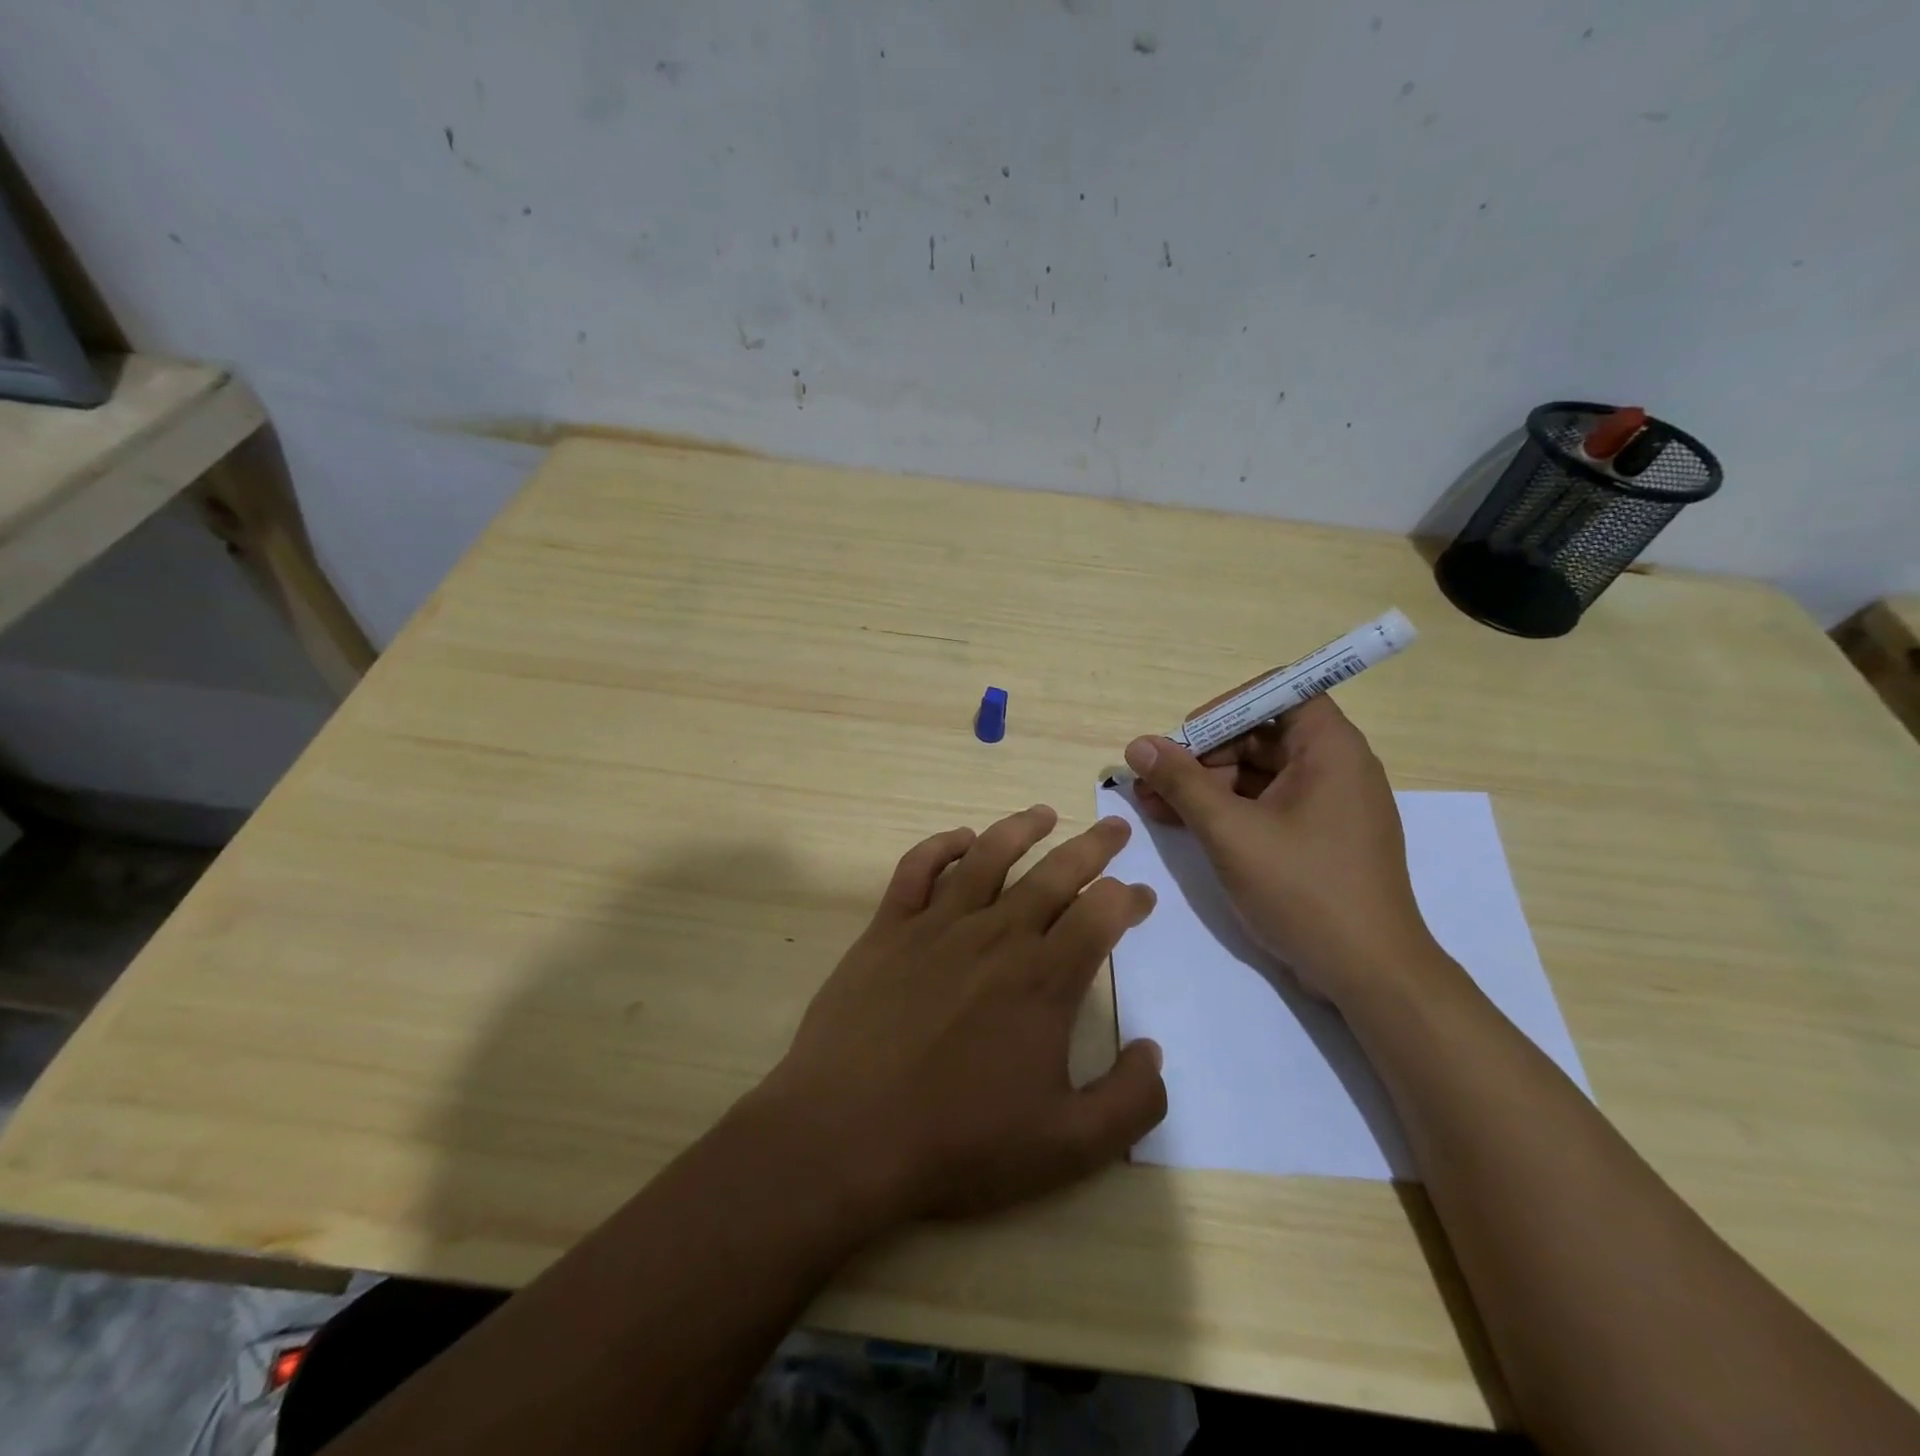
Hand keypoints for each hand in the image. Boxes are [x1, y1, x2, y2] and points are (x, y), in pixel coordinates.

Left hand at [755, 806, 1166, 1227]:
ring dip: (1021, 828)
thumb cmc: (958, 1143)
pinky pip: (917, 868)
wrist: (846, 1135)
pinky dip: (941, 845)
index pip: (1101, 915)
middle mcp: (996, 936)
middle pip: (1055, 873)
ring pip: (988, 855)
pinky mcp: (888, 928)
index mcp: (1043, 980)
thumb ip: (1130, 1101)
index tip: (1141, 896)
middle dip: (1093, 847)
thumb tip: (1154, 1051)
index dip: (1129, 899)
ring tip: (1044, 814)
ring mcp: (937, 925)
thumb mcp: (1068, 1147)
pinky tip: (960, 839)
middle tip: (1114, 827)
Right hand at [1126, 697, 1434, 1002]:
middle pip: (1260, 735)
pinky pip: (1265, 805)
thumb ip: (1182, 783)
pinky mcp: (1317, 838)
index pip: (1279, 693)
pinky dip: (1225, 811)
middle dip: (1202, 754)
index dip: (1227, 707)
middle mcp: (1335, 767)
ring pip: (1257, 774)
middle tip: (1153, 779)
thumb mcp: (1231, 832)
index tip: (1186, 737)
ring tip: (1152, 804)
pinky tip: (1181, 823)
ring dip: (1204, 785)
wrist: (1369, 975)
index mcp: (1330, 749)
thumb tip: (1138, 746)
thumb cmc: (1303, 890)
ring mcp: (1327, 806)